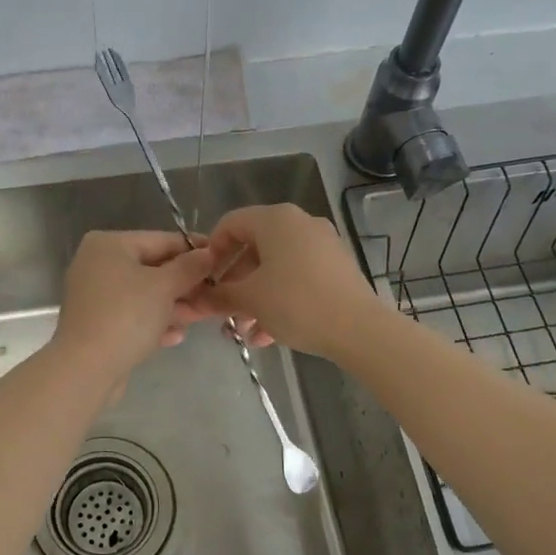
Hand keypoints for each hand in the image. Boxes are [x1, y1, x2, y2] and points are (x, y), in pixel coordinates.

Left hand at [52, 230, 217, 380]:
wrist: (86, 368)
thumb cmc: (126, 316)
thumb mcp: (164, 287)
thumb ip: (189, 267)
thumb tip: (209, 253)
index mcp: (109, 245)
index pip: (161, 240)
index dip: (194, 250)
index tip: (222, 259)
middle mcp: (98, 265)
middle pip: (152, 269)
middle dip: (185, 285)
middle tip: (215, 295)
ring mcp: (96, 296)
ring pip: (144, 296)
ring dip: (173, 306)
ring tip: (200, 317)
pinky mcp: (98, 324)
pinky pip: (132, 317)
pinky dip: (154, 323)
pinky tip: (175, 336)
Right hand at [192, 204, 384, 360]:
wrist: (358, 328)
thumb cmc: (296, 303)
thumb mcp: (250, 299)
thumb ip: (220, 295)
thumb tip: (197, 299)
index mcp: (276, 220)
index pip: (231, 224)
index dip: (211, 251)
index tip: (204, 280)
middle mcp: (300, 224)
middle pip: (254, 249)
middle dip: (234, 284)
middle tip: (222, 312)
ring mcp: (322, 245)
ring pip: (275, 268)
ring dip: (255, 298)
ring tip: (245, 332)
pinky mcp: (336, 268)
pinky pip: (297, 278)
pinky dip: (279, 300)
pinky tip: (269, 335)